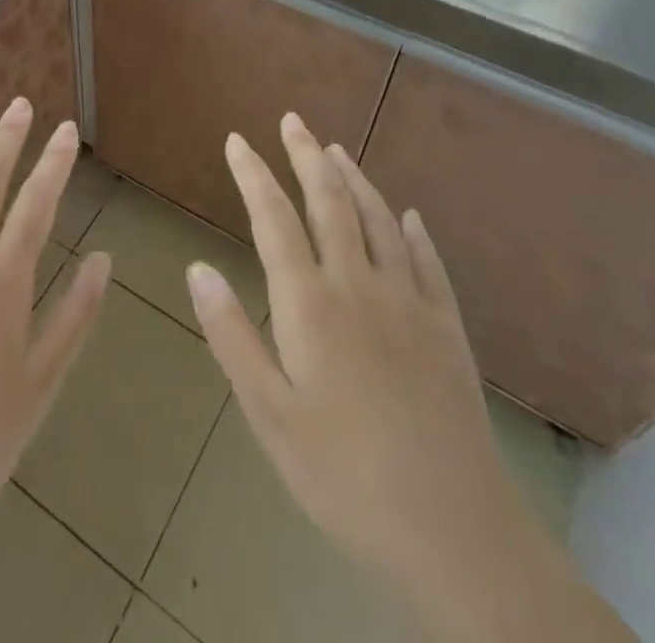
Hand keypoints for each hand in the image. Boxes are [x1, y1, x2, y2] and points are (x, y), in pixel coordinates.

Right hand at [187, 113, 633, 642]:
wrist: (457, 535)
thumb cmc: (344, 477)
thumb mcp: (269, 415)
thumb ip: (232, 335)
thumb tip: (197, 268)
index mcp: (311, 304)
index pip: (274, 219)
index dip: (253, 174)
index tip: (236, 140)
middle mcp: (360, 287)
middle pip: (329, 203)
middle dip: (306, 156)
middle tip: (291, 120)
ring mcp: (410, 304)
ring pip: (379, 220)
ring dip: (354, 179)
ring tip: (335, 149)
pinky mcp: (448, 330)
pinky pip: (428, 262)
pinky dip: (412, 231)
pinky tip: (408, 216)